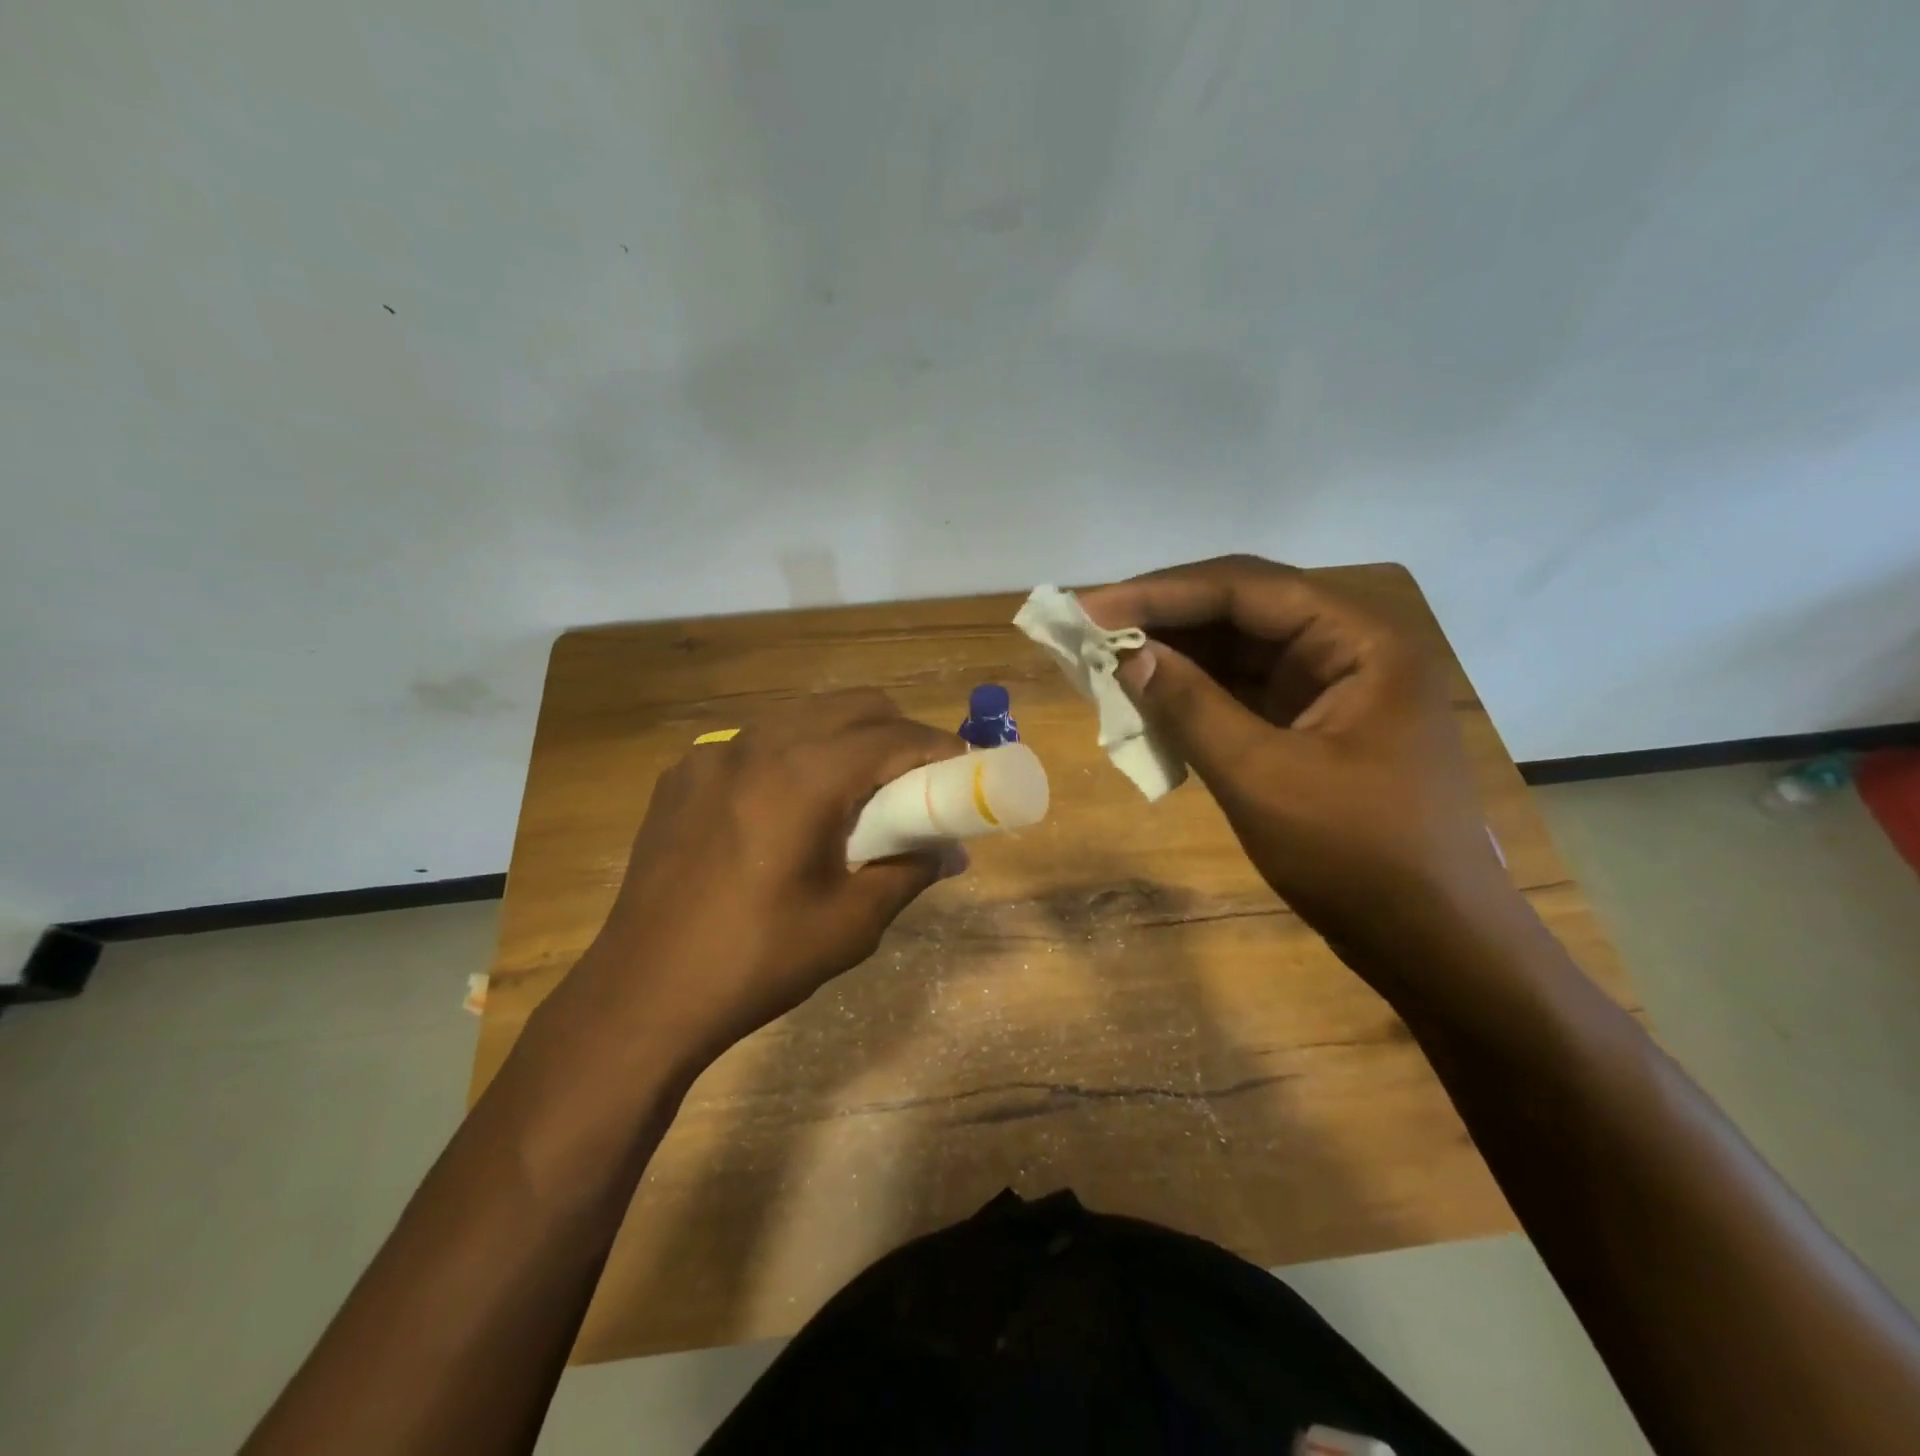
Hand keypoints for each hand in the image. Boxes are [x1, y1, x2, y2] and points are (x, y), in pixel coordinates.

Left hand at [565, 690, 968, 1076]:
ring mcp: (713, 754)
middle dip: (896, 732)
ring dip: (845, 739)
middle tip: (915, 780)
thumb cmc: (758, 961)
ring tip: (855, 792)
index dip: (938, 746)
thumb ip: (911, 870)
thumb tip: (952, 852)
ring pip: (803, 716)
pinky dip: (793, 755)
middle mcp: (758, 745)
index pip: (893, 735)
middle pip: (852, 706)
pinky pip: (757, 742)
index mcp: (803, 777)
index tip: (963, 767)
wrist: (643, 995)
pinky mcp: (682, 773)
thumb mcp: (852, 923)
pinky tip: (788, 807)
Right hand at [1079, 556, 1514, 993]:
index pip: (1246, 590)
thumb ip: (1191, 707)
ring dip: (1175, 656)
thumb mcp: (1262, 777)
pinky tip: (1147, 699)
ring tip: (1105, 660)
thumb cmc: (1357, 857)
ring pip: (1238, 652)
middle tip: (1090, 629)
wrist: (1430, 942)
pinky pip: (1242, 693)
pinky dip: (1194, 696)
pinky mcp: (1312, 726)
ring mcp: (1331, 689)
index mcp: (1361, 642)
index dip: (1161, 593)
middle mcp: (1349, 649)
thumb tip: (1127, 655)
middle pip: (1241, 611)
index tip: (1091, 609)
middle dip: (1164, 619)